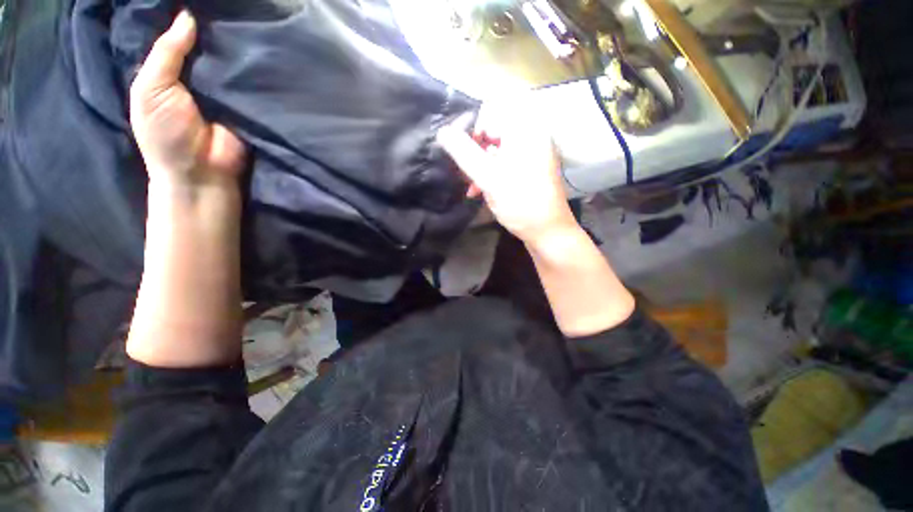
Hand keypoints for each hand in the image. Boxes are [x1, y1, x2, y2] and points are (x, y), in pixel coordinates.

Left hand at [129, 10, 245, 186]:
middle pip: (209, 47)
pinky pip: (253, 84)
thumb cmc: (166, 135)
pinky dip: (257, 72)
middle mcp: (201, 78)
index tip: (205, 1)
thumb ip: (166, 53)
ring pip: (233, 63)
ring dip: (240, 48)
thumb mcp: (151, 89)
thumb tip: (188, 16)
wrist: (203, 174)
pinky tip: (264, 52)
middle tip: (236, 7)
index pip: (180, 38)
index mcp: (171, 72)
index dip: (189, 20)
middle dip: (217, 30)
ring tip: (253, 22)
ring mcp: (228, 93)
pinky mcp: (251, 107)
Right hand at [437, 101, 576, 245]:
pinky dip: (491, 174)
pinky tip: (481, 191)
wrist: (548, 232)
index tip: (464, 154)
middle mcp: (531, 135)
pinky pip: (504, 162)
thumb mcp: (489, 177)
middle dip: (475, 153)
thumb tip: (442, 131)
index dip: (472, 130)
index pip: (490, 111)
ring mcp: (532, 153)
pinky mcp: (529, 169)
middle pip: (492, 131)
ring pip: (496, 150)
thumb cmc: (520, 203)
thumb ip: (464, 153)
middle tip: (467, 174)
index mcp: (525, 129)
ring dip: (480, 167)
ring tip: (473, 188)